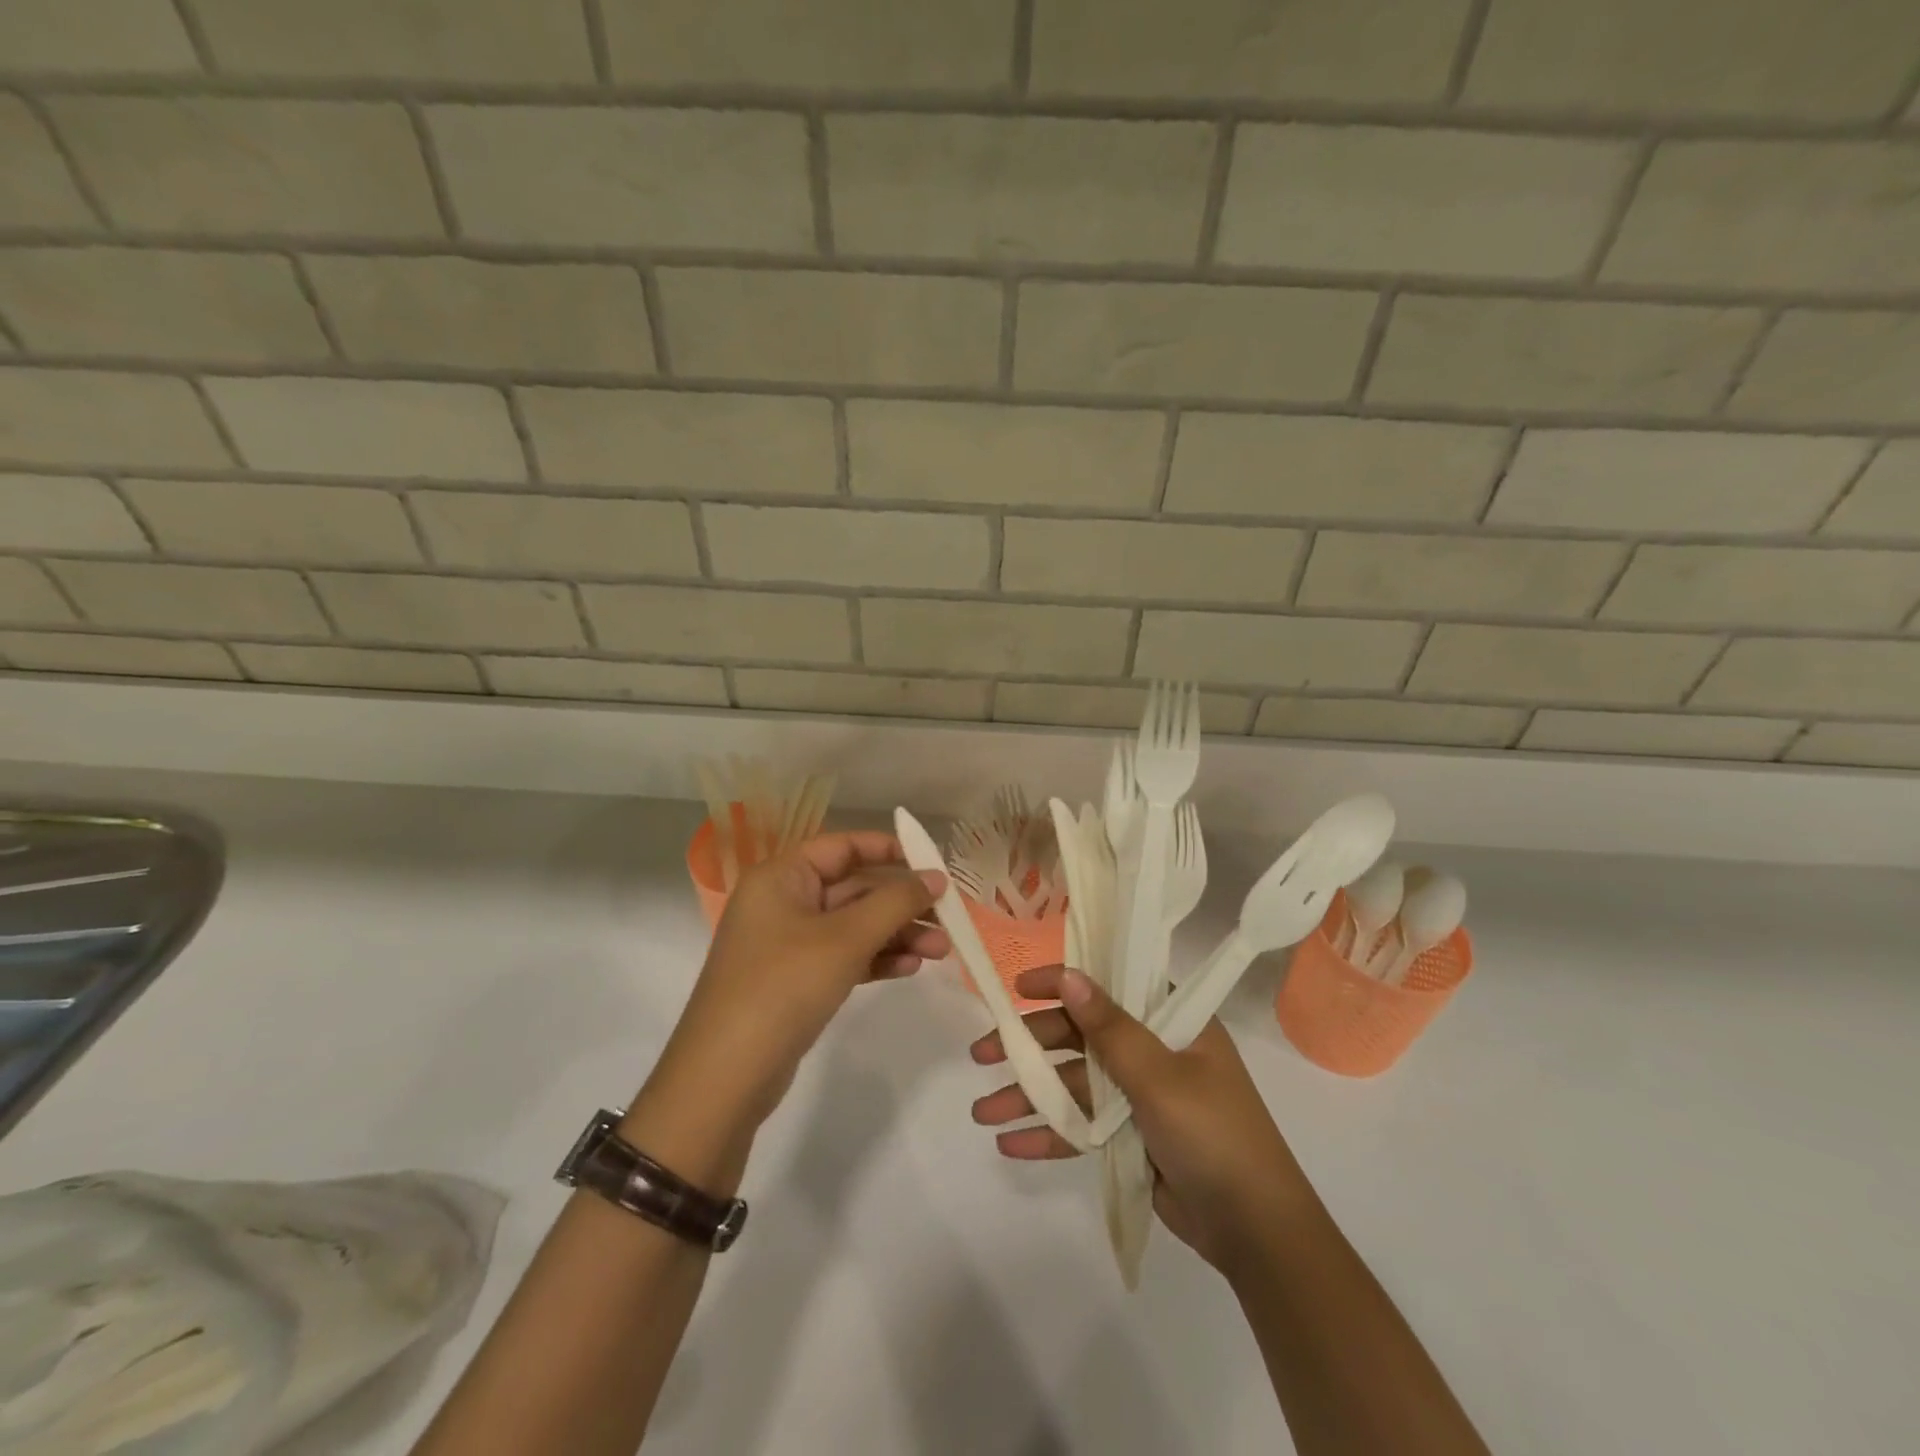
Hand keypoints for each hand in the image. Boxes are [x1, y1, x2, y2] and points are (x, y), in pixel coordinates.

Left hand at [668, 831, 949, 1123]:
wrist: (726, 1078)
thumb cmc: (784, 986)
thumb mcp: (845, 939)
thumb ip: (895, 902)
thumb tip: (936, 877)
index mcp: (782, 877)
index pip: (842, 847)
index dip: (889, 849)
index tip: (932, 862)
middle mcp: (783, 902)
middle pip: (853, 889)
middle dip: (901, 904)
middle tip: (948, 919)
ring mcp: (788, 944)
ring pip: (853, 926)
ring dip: (896, 935)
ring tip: (941, 951)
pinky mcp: (796, 981)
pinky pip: (844, 957)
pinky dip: (876, 960)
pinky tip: (911, 968)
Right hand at [970, 965, 1312, 1274]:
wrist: (1255, 1232)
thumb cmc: (1213, 1134)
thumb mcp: (1159, 1076)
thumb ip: (1109, 1028)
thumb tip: (1069, 975)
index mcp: (1172, 1021)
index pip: (1110, 985)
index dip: (1062, 982)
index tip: (1017, 989)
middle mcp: (1153, 1049)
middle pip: (1080, 1037)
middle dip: (1030, 1047)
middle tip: (980, 1054)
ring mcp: (1139, 1095)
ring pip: (1074, 1084)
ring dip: (1030, 1096)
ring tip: (981, 1111)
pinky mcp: (1130, 1137)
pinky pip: (1083, 1126)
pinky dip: (1050, 1134)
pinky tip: (1010, 1145)